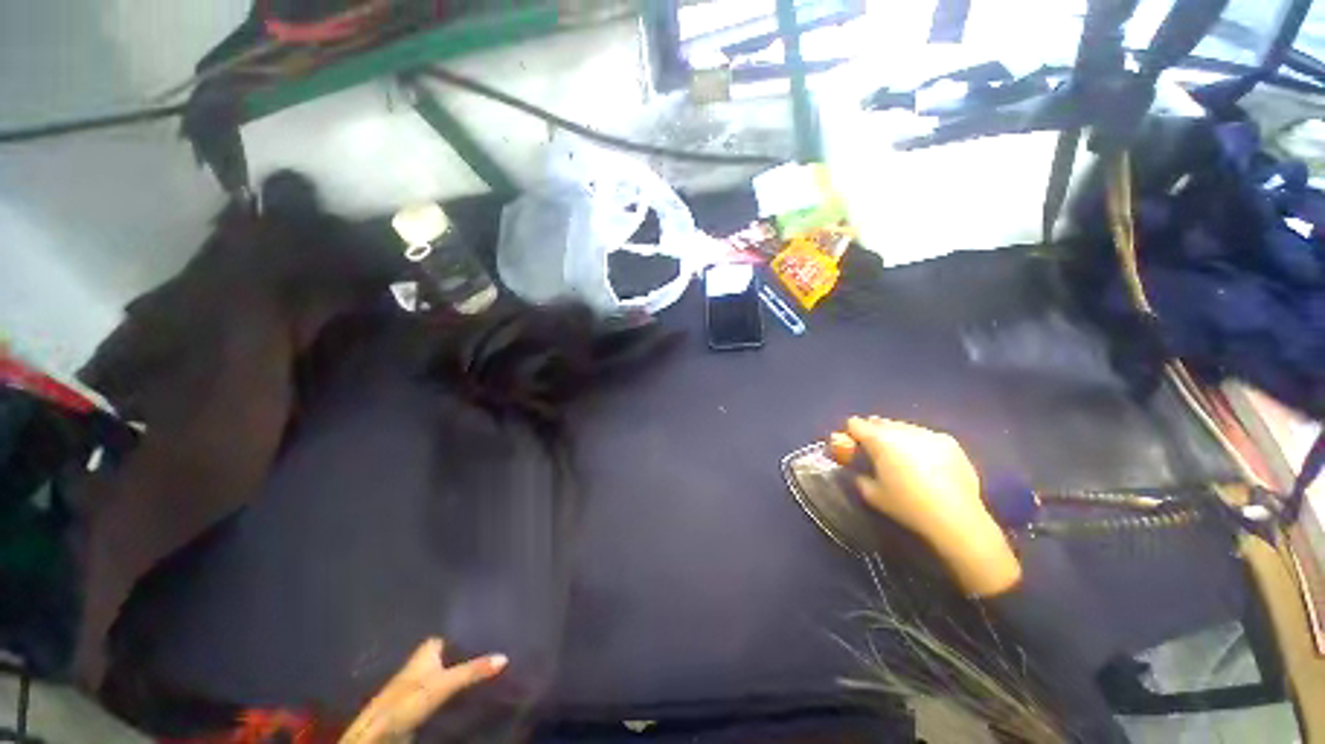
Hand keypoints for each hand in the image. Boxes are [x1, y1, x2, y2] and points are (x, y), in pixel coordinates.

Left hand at [340, 638, 506, 742]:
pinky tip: (469, 692)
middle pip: (449, 654)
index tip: (487, 630)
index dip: (466, 632)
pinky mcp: (418, 703)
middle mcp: (422, 662)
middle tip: (494, 649)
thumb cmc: (409, 698)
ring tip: (488, 669)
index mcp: (426, 650)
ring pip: (446, 672)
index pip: (449, 634)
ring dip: (461, 672)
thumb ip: (473, 670)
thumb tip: (505, 656)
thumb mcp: (444, 683)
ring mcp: (419, 684)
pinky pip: (442, 690)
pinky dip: (455, 690)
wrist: (379, 732)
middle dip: (466, 653)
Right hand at [832, 417, 1021, 596]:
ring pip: (903, 427)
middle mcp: (903, 430)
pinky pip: (925, 436)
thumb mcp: (871, 494)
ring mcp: (928, 433)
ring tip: (902, 459)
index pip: (854, 423)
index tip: (851, 448)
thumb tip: (856, 469)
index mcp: (879, 439)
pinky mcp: (949, 442)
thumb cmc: (907, 506)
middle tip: (875, 454)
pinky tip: (926, 464)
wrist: (956, 518)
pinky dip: (919, 444)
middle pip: (879, 422)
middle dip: (873, 433)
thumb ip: (857, 475)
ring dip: (896, 437)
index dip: (849, 434)